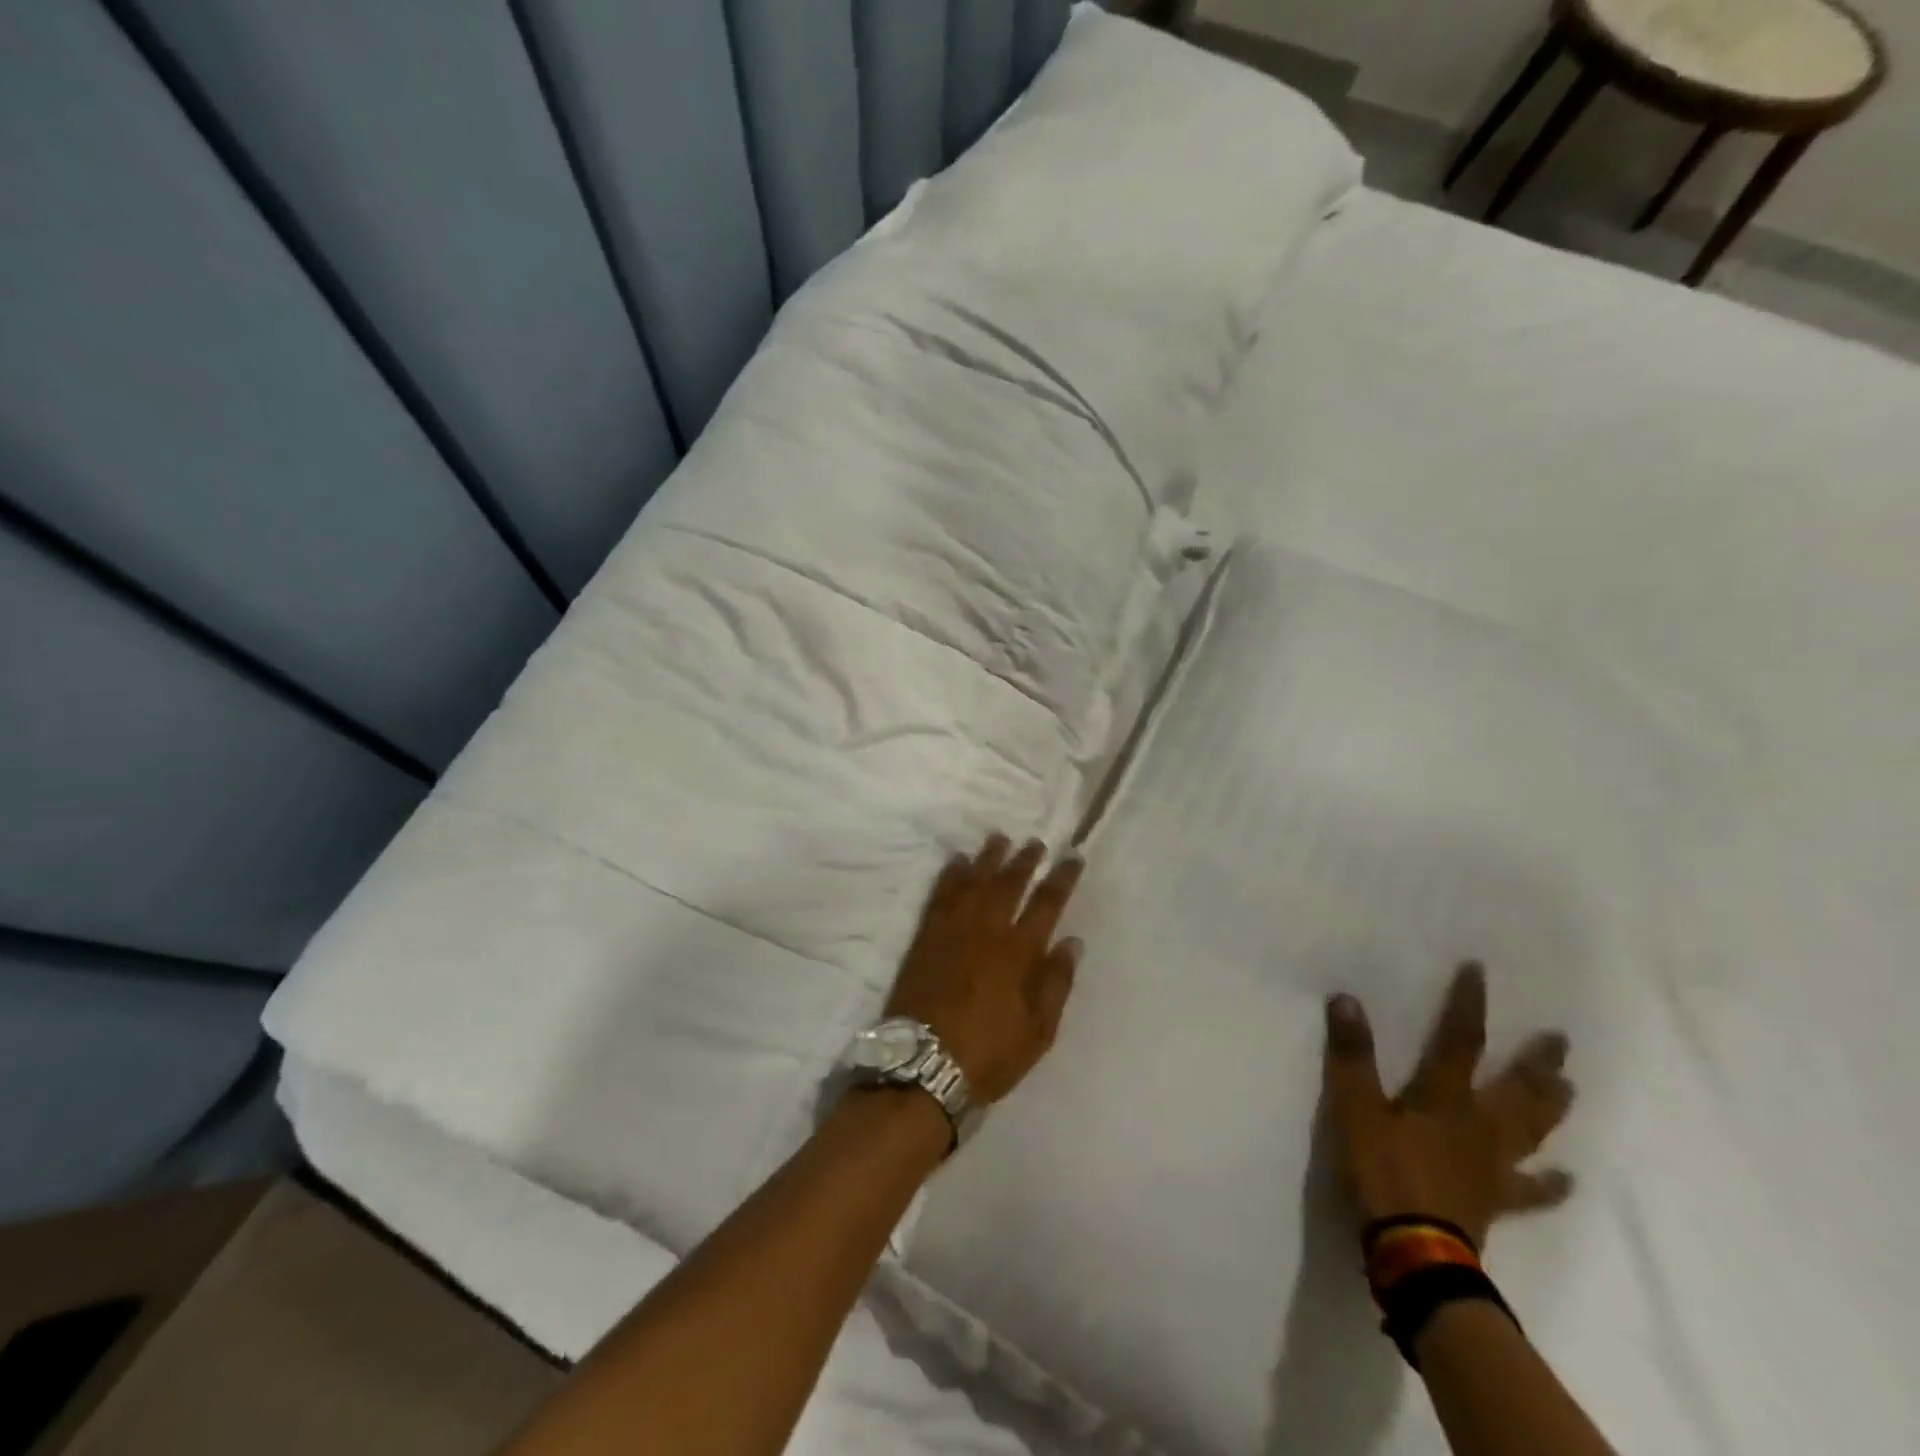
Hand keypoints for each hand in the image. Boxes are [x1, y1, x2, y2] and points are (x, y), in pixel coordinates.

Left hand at [885, 834, 1084, 1105]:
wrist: (923, 1066)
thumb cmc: (989, 1054)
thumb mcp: (1038, 1032)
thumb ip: (1056, 983)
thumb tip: (1072, 941)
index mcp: (1019, 953)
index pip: (1046, 903)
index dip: (1061, 878)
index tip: (1071, 858)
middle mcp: (987, 931)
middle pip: (1009, 884)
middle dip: (1024, 860)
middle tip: (1035, 842)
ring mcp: (952, 930)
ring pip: (974, 881)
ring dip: (988, 858)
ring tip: (999, 838)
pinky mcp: (926, 937)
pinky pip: (940, 895)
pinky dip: (950, 875)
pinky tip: (957, 862)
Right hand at [1322, 963, 1574, 1248]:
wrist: (1415, 1250)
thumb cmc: (1383, 1172)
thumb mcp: (1354, 1109)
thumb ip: (1352, 1055)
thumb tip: (1346, 999)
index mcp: (1444, 1097)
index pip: (1460, 1040)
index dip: (1469, 1005)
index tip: (1480, 971)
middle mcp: (1479, 1124)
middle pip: (1515, 1087)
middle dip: (1535, 1061)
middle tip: (1560, 1040)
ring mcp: (1493, 1164)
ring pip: (1530, 1130)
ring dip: (1549, 1107)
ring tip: (1569, 1089)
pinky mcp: (1496, 1200)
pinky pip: (1530, 1191)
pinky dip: (1549, 1185)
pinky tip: (1567, 1180)